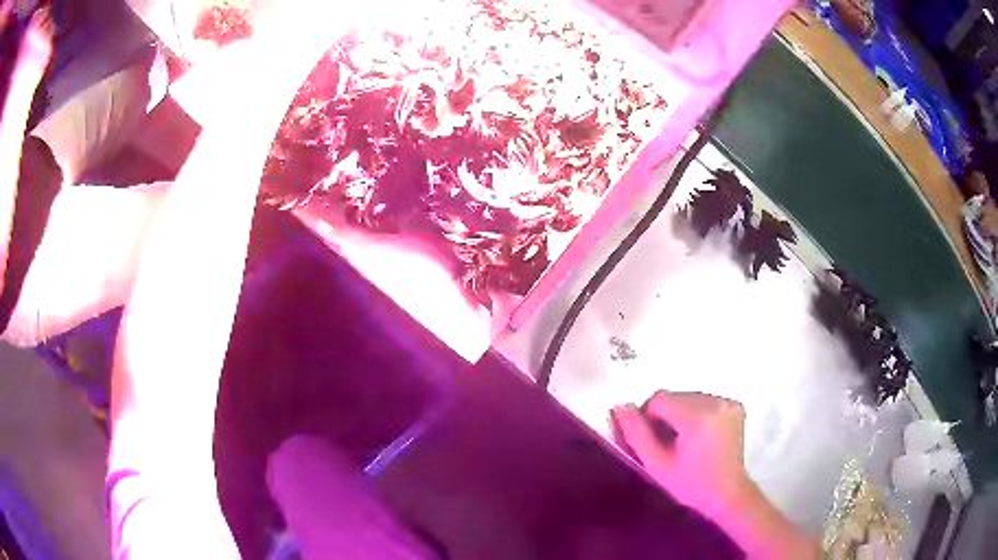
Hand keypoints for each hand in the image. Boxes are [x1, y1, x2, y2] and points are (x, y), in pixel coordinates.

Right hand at [614, 392, 821, 559]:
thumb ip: (636, 435)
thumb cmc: (690, 485)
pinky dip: (698, 413)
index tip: (656, 441)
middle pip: (676, 396)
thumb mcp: (657, 465)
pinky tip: (702, 435)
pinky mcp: (736, 404)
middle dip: (667, 416)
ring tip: (687, 441)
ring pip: (689, 397)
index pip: (660, 399)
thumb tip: (619, 407)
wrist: (728, 493)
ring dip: (682, 414)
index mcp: (698, 418)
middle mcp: (716, 402)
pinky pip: (705, 400)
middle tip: (671, 444)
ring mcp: (729, 402)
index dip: (651, 418)